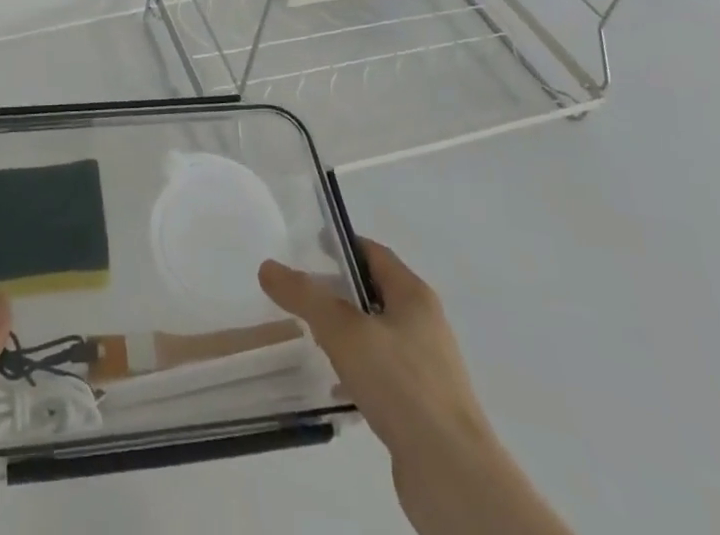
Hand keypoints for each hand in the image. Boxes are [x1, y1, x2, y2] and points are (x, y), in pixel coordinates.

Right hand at [260, 240, 571, 534]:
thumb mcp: (343, 330)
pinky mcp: (422, 407)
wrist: (452, 475)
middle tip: (301, 293)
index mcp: (414, 296)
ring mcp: (426, 368)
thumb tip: (268, 267)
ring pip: (377, 335)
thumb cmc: (401, 385)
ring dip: (346, 333)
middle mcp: (424, 325)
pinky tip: (334, 383)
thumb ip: (304, 296)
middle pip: (374, 293)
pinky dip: (356, 370)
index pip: (374, 254)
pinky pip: (382, 374)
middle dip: (338, 291)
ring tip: (311, 338)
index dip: (343, 245)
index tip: (310, 246)